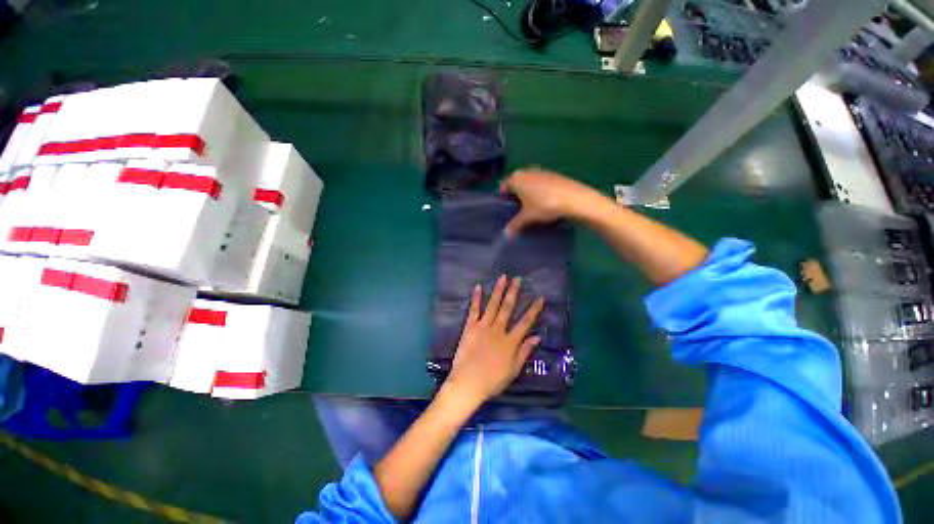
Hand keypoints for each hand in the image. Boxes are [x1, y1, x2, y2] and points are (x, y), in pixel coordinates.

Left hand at [445, 275, 544, 405]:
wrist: (468, 382)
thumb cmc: (493, 380)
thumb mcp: (514, 369)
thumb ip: (525, 351)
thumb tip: (537, 336)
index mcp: (510, 341)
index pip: (525, 322)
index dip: (534, 309)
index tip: (540, 297)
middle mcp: (498, 329)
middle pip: (508, 308)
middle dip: (513, 292)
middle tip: (517, 279)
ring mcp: (483, 326)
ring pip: (493, 305)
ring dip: (498, 290)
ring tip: (502, 277)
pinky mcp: (470, 327)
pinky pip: (474, 310)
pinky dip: (476, 298)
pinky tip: (478, 287)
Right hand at [499, 167, 597, 235]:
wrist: (573, 199)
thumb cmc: (544, 206)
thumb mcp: (527, 218)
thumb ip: (515, 225)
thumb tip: (506, 234)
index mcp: (516, 179)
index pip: (504, 185)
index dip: (502, 196)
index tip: (504, 206)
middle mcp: (526, 172)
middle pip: (516, 181)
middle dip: (515, 191)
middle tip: (516, 206)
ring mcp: (541, 171)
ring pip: (529, 180)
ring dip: (527, 189)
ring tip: (530, 204)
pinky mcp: (553, 175)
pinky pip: (540, 181)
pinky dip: (539, 189)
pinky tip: (544, 200)